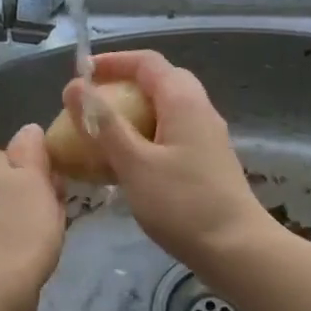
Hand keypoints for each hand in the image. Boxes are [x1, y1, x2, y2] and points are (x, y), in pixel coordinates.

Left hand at [0, 125, 65, 308]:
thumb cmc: (21, 226)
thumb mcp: (37, 179)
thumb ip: (32, 149)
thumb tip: (29, 130)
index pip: (7, 156)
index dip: (32, 174)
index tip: (49, 194)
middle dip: (18, 196)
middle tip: (45, 218)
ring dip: (5, 219)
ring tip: (30, 243)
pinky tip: (10, 258)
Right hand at [62, 50, 275, 274]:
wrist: (236, 249)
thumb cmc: (182, 204)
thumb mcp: (134, 163)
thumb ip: (103, 124)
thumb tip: (74, 86)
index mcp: (183, 100)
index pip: (147, 62)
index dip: (112, 61)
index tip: (80, 74)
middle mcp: (199, 110)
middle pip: (158, 82)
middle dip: (121, 87)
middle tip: (90, 104)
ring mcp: (206, 137)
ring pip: (164, 111)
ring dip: (132, 115)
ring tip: (101, 134)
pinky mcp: (206, 162)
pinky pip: (169, 135)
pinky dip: (144, 138)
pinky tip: (125, 165)